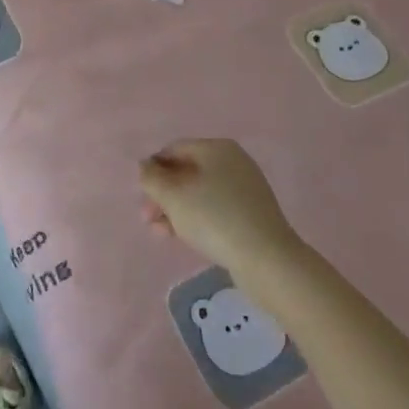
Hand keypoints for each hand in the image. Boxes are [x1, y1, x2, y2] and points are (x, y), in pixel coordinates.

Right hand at [140, 139, 303, 271]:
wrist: (267, 260)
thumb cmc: (213, 218)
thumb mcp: (172, 196)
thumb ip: (151, 177)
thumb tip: (146, 167)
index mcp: (216, 148)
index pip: (173, 150)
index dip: (152, 170)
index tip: (141, 195)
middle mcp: (233, 162)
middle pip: (186, 172)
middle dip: (163, 194)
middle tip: (148, 218)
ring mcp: (246, 189)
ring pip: (199, 193)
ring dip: (176, 210)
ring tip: (161, 232)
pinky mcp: (252, 214)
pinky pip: (216, 209)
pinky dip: (197, 219)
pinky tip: (184, 237)